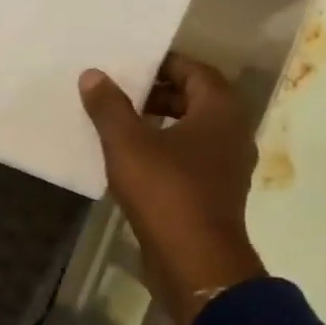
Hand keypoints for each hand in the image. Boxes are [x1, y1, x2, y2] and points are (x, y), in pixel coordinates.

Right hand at [79, 54, 264, 324]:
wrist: (194, 260)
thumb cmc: (166, 192)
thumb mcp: (128, 144)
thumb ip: (109, 107)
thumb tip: (93, 74)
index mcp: (220, 111)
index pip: (195, 70)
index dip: (163, 64)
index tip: (130, 66)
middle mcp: (232, 132)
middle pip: (196, 100)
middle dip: (158, 94)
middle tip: (120, 95)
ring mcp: (227, 166)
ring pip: (192, 132)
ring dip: (160, 125)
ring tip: (120, 128)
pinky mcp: (214, 193)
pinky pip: (190, 159)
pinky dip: (165, 153)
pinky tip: (133, 164)